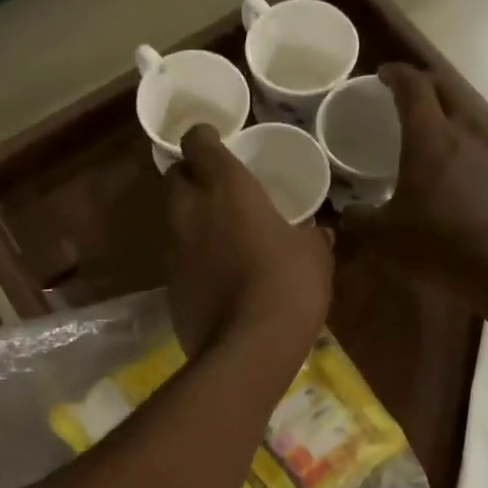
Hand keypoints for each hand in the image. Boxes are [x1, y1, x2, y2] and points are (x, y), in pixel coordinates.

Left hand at [167, 126, 332, 360]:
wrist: (248, 348)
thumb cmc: (287, 285)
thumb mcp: (314, 255)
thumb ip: (312, 235)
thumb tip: (318, 232)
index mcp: (226, 188)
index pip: (198, 143)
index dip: (203, 139)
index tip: (215, 143)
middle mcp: (190, 212)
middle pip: (175, 178)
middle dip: (190, 177)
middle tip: (216, 188)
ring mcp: (173, 251)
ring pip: (173, 220)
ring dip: (190, 220)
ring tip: (219, 234)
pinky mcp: (169, 287)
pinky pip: (177, 259)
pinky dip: (191, 258)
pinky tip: (216, 275)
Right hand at [344, 63, 487, 288]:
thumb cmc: (440, 243)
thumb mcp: (386, 236)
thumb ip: (361, 218)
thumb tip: (348, 212)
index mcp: (430, 138)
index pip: (414, 87)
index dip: (397, 74)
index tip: (383, 74)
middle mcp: (465, 132)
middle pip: (446, 90)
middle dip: (424, 86)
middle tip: (404, 96)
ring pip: (468, 115)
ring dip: (448, 113)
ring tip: (430, 131)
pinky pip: (483, 142)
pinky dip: (464, 142)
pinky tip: (456, 168)